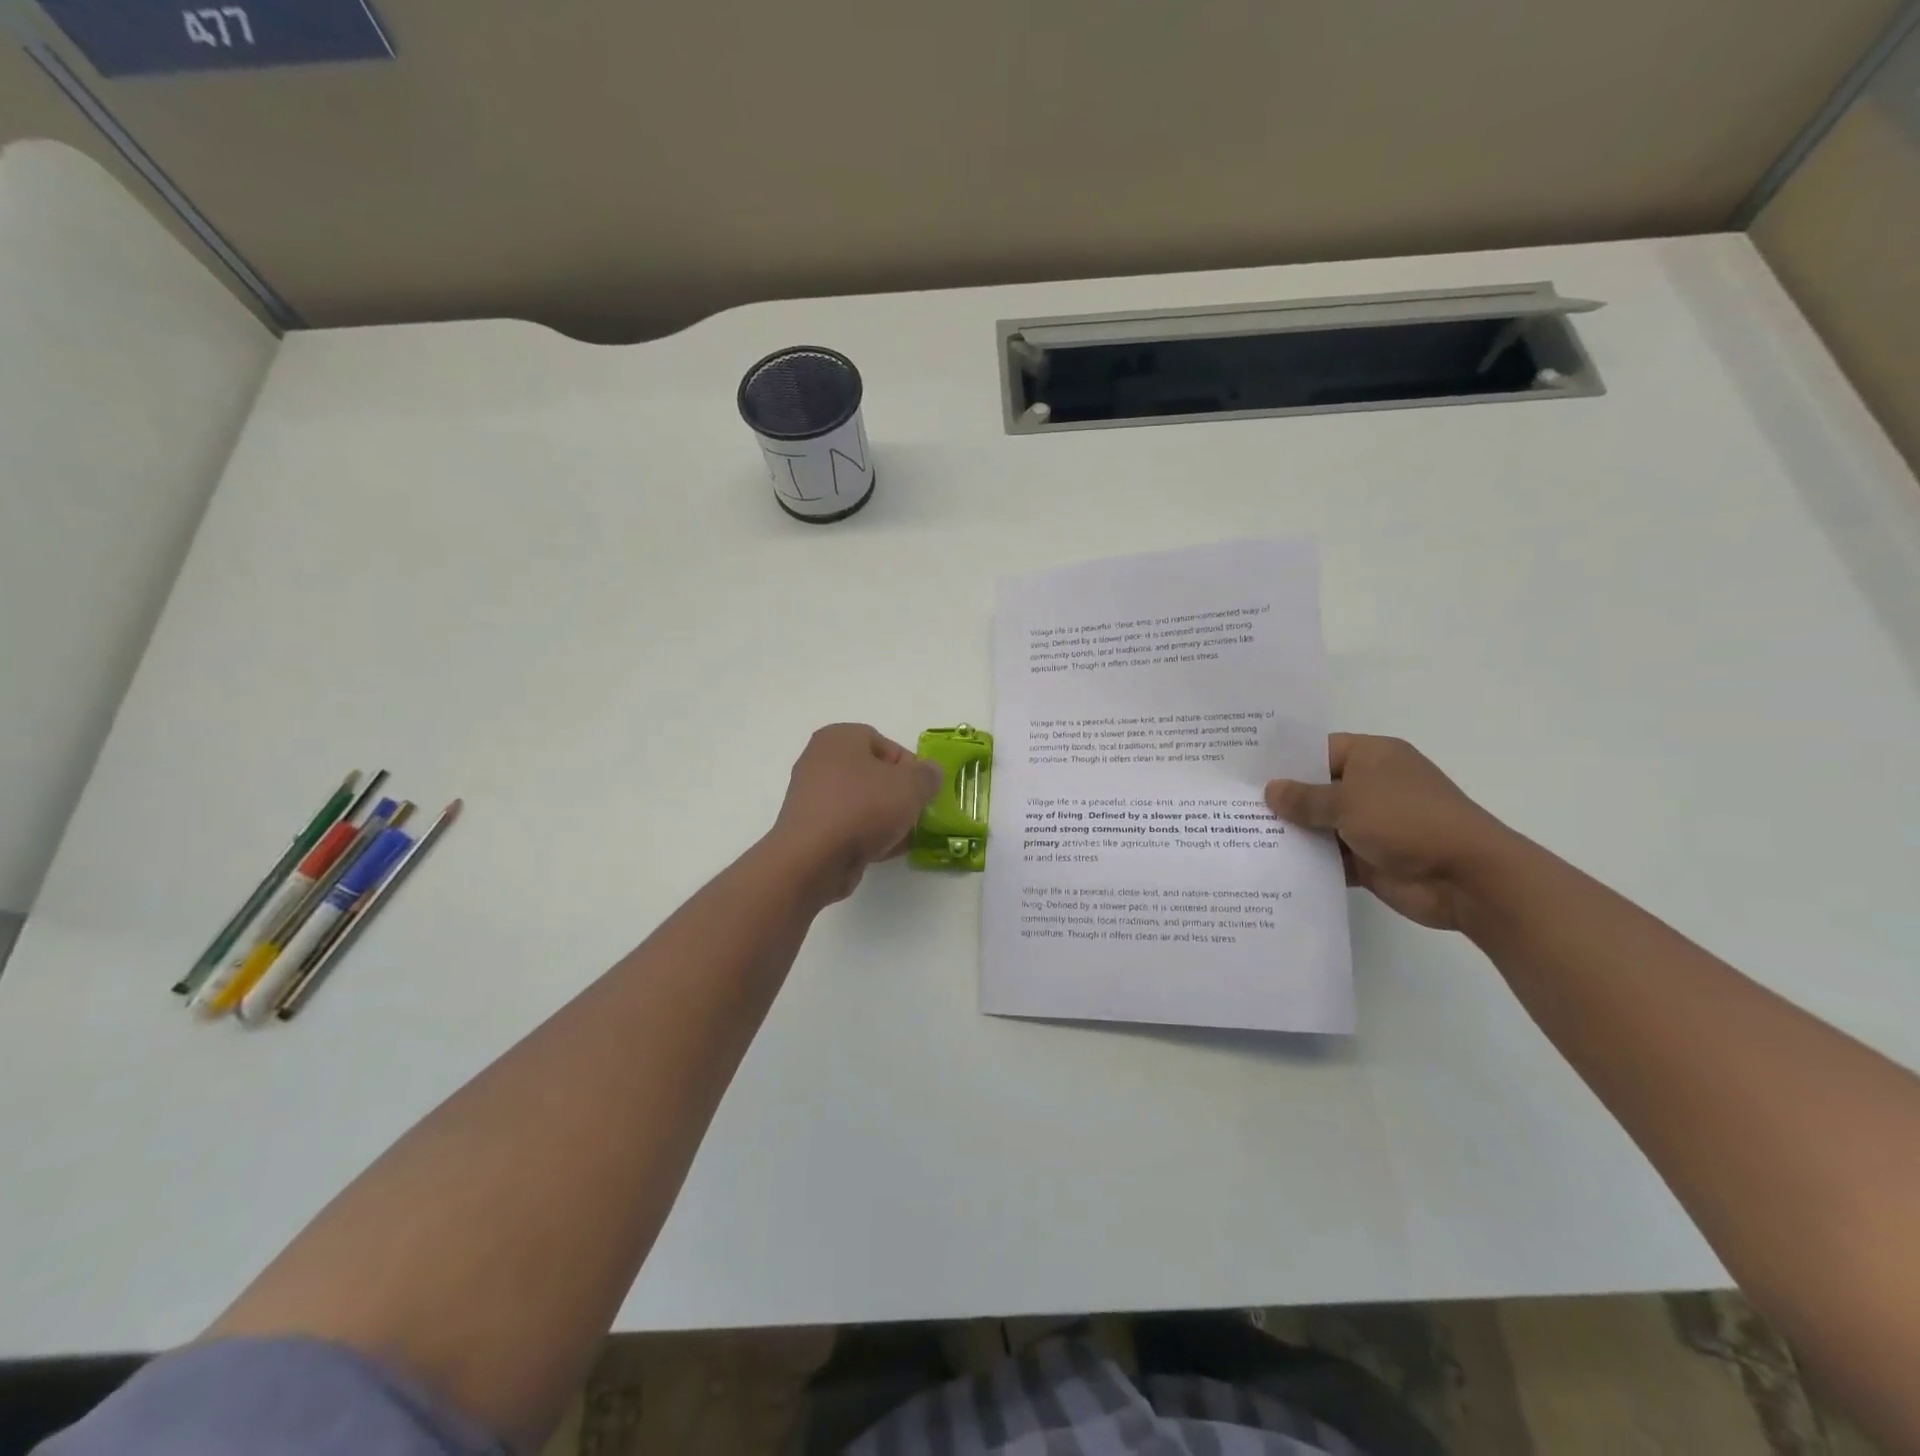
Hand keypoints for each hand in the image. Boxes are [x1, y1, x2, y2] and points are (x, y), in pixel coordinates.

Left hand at [766, 724, 942, 904]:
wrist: (814, 858)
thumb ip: (928, 775)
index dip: (910, 767)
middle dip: (898, 795)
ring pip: (861, 802)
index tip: (923, 791)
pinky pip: (846, 825)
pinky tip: (882, 850)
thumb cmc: (864, 808)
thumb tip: (929, 772)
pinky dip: (865, 835)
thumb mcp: (911, 786)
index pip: (886, 744)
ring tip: (902, 837)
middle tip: (914, 813)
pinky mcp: (809, 828)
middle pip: (873, 774)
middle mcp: (819, 760)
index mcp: (839, 737)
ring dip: (884, 818)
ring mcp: (811, 796)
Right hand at [1265, 734, 1515, 930]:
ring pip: (1321, 825)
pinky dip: (1308, 862)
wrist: (1466, 878)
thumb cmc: (1407, 821)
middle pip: (1317, 789)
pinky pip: (1330, 857)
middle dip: (1282, 799)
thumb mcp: (1348, 801)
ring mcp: (1371, 825)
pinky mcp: (1370, 859)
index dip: (1284, 760)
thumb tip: (1270, 790)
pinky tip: (1269, 865)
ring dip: (1292, 833)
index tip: (1244, 769)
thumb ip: (1305, 798)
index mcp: (1373, 757)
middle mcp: (1371, 787)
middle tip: (1232, 803)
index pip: (1319, 750)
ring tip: (1240, 834)